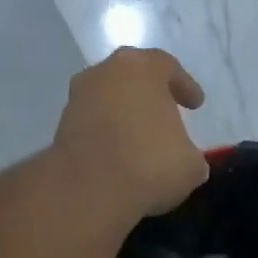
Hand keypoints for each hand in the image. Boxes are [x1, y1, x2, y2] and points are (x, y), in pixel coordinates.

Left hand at [52, 47, 209, 217]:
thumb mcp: (191, 165)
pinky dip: (107, 136)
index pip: (168, 68)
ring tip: (140, 141)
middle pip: (133, 78)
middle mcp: (106, 72)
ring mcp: (79, 98)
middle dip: (150, 97)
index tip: (195, 104)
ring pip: (109, 100)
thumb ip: (190, 154)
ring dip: (125, 117)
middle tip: (165, 115)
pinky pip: (94, 125)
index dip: (184, 87)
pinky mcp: (62, 126)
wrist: (90, 190)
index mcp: (142, 68)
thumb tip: (187, 161)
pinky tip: (120, 157)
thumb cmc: (150, 164)